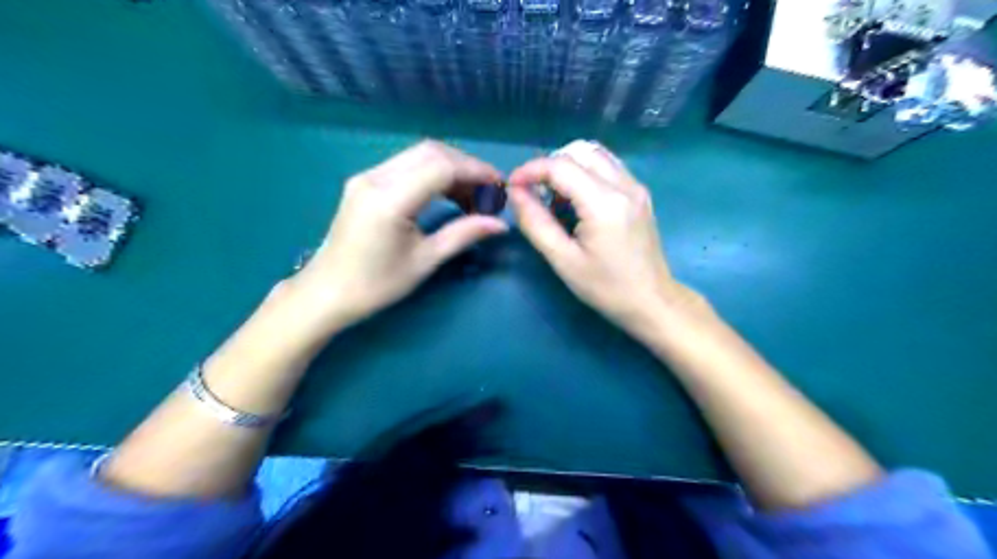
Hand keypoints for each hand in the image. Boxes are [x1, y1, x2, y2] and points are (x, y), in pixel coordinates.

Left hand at [287, 140, 506, 326]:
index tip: (499, 185)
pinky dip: (432, 173)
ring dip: (450, 168)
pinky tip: (447, 193)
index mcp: (389, 200)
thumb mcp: (425, 261)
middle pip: (431, 152)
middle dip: (466, 166)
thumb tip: (500, 224)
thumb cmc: (376, 285)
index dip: (475, 171)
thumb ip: (463, 235)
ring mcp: (367, 177)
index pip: (441, 167)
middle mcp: (375, 178)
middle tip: (488, 191)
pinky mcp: (365, 182)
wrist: (327, 292)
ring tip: (471, 195)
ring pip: (419, 155)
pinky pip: (406, 165)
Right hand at [507, 143, 708, 334]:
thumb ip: (535, 223)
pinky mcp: (640, 194)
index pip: (561, 166)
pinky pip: (608, 167)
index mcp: (604, 203)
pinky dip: (585, 173)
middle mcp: (624, 185)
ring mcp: (636, 187)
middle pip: (578, 151)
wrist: (652, 301)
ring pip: (595, 154)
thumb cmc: (606, 287)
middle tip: (534, 194)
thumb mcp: (563, 260)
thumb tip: (515, 193)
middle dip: (549, 167)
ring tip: (555, 198)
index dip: (530, 170)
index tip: (512, 186)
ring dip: (568, 167)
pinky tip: (578, 201)